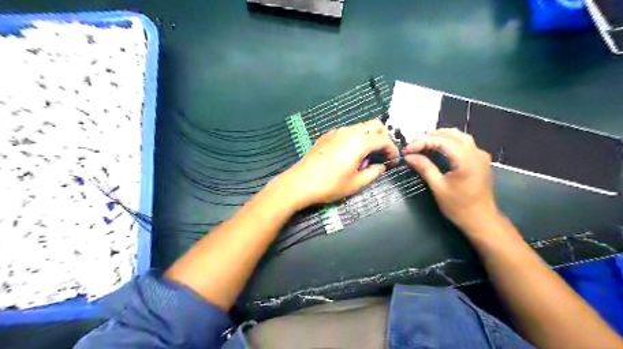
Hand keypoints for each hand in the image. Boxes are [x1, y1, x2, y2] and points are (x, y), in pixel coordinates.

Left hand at [271, 119, 398, 210]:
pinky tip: (350, 154)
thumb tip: (381, 166)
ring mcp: (336, 132)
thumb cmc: (330, 185)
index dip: (392, 150)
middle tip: (382, 154)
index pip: (384, 139)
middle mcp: (349, 131)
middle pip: (374, 125)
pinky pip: (347, 132)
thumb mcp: (356, 183)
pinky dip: (355, 138)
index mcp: (359, 142)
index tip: (394, 161)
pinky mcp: (326, 136)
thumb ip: (374, 172)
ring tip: (366, 156)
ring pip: (360, 127)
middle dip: (383, 137)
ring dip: (369, 137)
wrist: (300, 183)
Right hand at [404, 126, 499, 231]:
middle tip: (411, 146)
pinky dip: (448, 141)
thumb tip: (408, 156)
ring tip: (421, 144)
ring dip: (438, 137)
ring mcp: (480, 154)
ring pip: (457, 135)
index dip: (421, 142)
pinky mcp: (480, 159)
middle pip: (450, 134)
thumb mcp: (438, 187)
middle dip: (428, 137)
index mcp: (466, 159)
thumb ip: (424, 167)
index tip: (407, 150)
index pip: (440, 140)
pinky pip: (463, 142)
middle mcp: (476, 151)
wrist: (482, 220)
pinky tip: (437, 147)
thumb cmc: (459, 206)